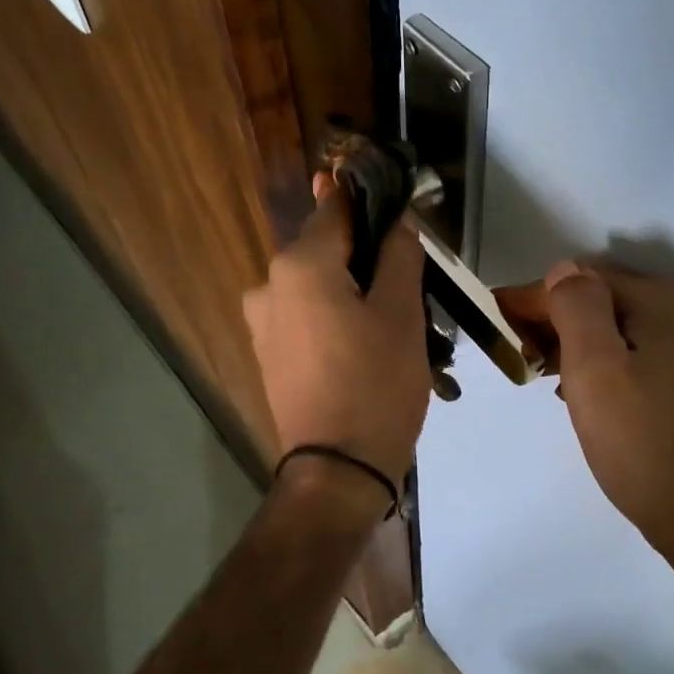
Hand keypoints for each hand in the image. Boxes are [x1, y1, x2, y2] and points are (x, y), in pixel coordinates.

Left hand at [243, 174, 429, 492]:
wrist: (338, 469)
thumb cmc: (377, 384)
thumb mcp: (402, 315)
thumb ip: (399, 256)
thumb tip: (398, 220)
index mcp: (301, 265)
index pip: (338, 208)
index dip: (372, 205)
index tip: (403, 216)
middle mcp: (269, 284)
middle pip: (327, 251)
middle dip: (367, 261)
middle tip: (410, 291)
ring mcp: (262, 323)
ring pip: (317, 288)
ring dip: (352, 294)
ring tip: (391, 329)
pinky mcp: (267, 355)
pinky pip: (305, 319)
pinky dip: (333, 321)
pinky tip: (363, 351)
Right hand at [497, 262, 673, 566]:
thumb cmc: (639, 442)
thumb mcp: (594, 369)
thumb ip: (576, 308)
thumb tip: (563, 273)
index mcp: (665, 301)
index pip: (585, 279)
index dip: (535, 296)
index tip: (494, 315)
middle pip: (605, 299)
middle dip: (556, 318)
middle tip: (516, 349)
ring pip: (619, 326)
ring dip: (577, 341)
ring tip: (541, 370)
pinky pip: (638, 350)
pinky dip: (604, 360)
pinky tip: (581, 388)